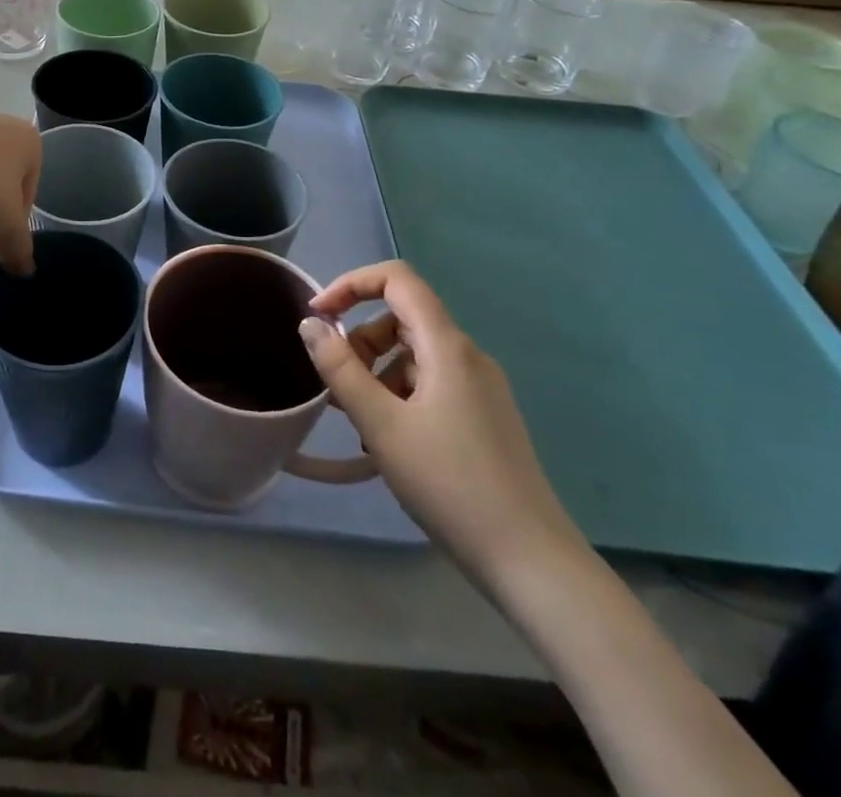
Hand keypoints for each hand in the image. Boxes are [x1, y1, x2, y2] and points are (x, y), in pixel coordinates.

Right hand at [300, 261, 583, 588]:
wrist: (530, 561)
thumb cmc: (449, 484)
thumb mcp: (380, 425)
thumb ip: (340, 368)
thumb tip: (310, 324)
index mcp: (447, 346)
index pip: (397, 279)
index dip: (352, 284)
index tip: (319, 315)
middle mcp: (467, 355)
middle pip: (402, 318)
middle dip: (360, 340)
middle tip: (336, 386)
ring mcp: (480, 387)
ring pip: (414, 354)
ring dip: (377, 372)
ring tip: (360, 421)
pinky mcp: (484, 416)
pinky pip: (431, 383)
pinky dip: (400, 395)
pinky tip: (389, 441)